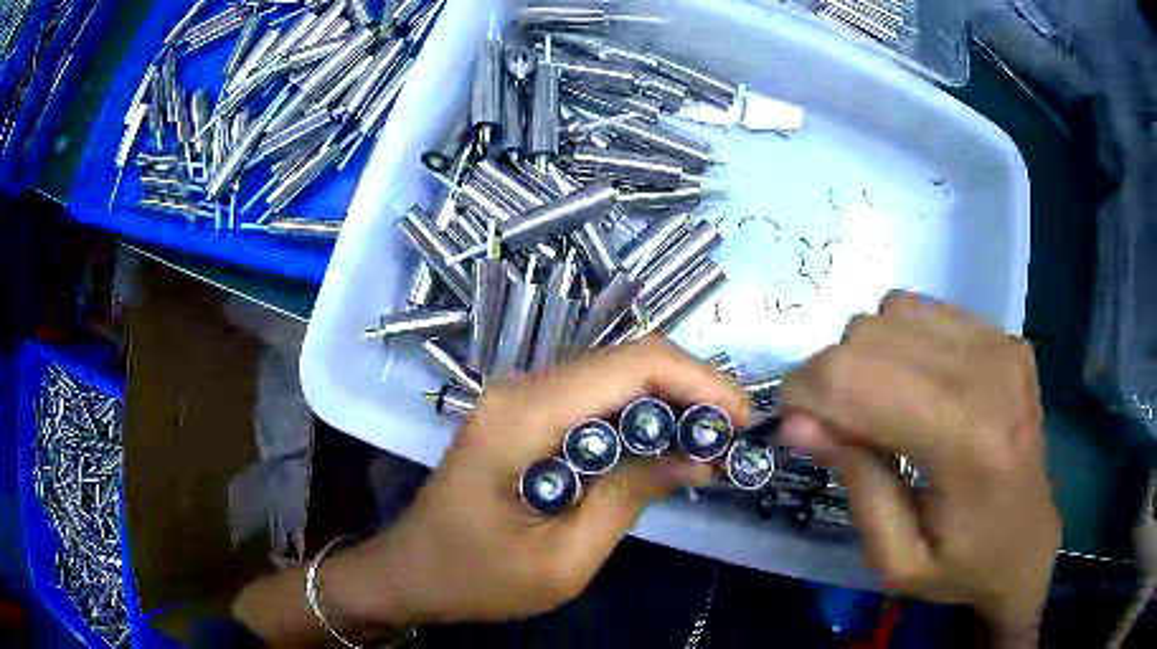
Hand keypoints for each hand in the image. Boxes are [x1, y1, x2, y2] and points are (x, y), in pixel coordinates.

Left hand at [234, 337, 749, 642]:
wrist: (411, 572)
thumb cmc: (476, 578)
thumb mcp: (563, 560)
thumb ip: (630, 497)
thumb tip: (696, 454)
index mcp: (523, 416)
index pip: (631, 366)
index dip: (699, 382)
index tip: (741, 421)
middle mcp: (521, 388)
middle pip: (627, 360)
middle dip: (692, 389)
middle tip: (733, 436)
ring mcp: (519, 396)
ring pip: (615, 375)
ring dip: (670, 401)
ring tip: (710, 443)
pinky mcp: (523, 413)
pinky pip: (594, 398)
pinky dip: (640, 415)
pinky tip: (664, 446)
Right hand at [779, 292, 1059, 643]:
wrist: (1028, 543)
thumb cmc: (962, 566)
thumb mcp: (895, 559)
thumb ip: (854, 484)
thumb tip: (798, 422)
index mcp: (967, 442)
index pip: (858, 380)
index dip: (804, 395)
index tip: (795, 429)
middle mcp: (989, 374)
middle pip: (869, 335)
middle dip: (830, 378)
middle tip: (837, 428)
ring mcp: (1001, 346)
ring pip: (892, 312)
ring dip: (867, 358)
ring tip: (882, 408)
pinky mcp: (1006, 337)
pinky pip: (924, 311)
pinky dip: (901, 343)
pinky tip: (916, 386)